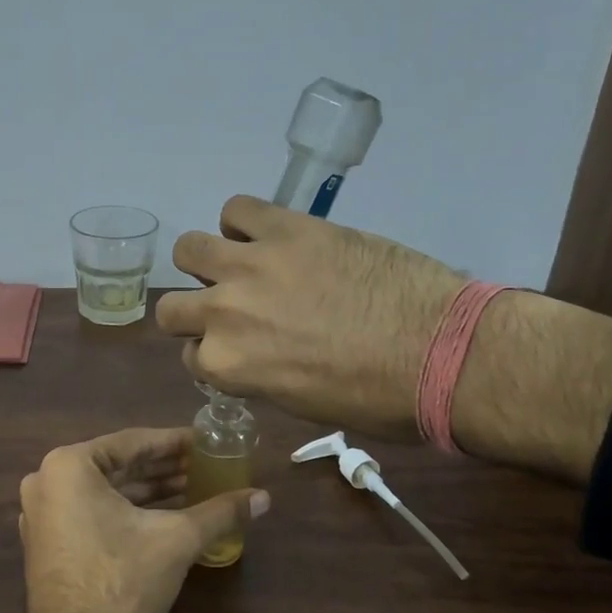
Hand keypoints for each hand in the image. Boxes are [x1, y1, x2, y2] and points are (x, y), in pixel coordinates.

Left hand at [17, 428, 267, 612]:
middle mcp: (47, 481)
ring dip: (149, 492)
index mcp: (69, 465)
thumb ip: (220, 512)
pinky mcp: (47, 544)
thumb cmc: (122, 580)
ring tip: (194, 490)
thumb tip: (264, 497)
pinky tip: (166, 518)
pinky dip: (127, 513)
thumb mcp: (177, 539)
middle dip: (164, 469)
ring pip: (106, 492)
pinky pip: (92, 513)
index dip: (175, 442)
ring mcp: (42, 514)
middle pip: (118, 467)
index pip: (133, 442)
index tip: (206, 442)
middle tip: (205, 466)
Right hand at [156, 195, 466, 438]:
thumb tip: (257, 354)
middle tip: (232, 309)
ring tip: (242, 265)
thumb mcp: (302, 404)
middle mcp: (222, 313)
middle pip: (170, 307)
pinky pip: (237, 208)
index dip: (213, 353)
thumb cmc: (377, 399)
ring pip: (189, 249)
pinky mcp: (285, 227)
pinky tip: (269, 236)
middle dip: (194, 312)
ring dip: (207, 262)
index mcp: (227, 366)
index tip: (238, 349)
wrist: (441, 352)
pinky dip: (244, 223)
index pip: (191, 356)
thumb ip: (260, 374)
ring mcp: (250, 264)